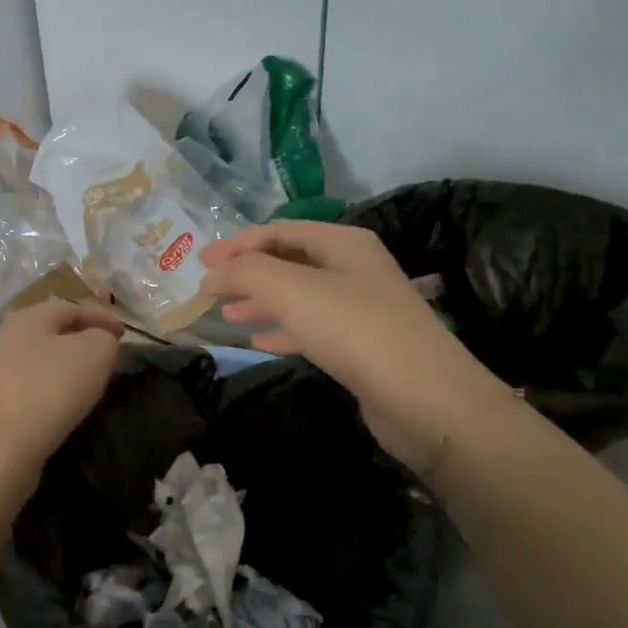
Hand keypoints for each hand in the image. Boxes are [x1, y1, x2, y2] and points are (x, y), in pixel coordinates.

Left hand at [0, 301, 123, 476]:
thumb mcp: (94, 353)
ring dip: (61, 367)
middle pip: (49, 332)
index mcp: (29, 316)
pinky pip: (27, 388)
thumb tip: (100, 339)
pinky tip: (60, 406)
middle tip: (105, 356)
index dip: (101, 317)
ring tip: (86, 382)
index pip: (71, 308)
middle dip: (79, 340)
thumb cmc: (50, 387)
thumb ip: (103, 339)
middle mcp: (6, 337)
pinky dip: (47, 391)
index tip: (124, 333)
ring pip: (36, 360)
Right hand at [201, 221, 513, 469]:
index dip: (238, 243)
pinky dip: (283, 330)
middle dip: (248, 272)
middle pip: (290, 261)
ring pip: (299, 296)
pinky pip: (313, 328)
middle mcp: (355, 268)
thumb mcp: (290, 290)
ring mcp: (362, 308)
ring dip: (262, 302)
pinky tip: (260, 342)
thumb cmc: (354, 329)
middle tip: (210, 288)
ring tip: (227, 315)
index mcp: (343, 242)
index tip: (202, 262)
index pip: (280, 230)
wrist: (425, 398)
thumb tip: (212, 273)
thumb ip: (245, 272)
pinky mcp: (363, 345)